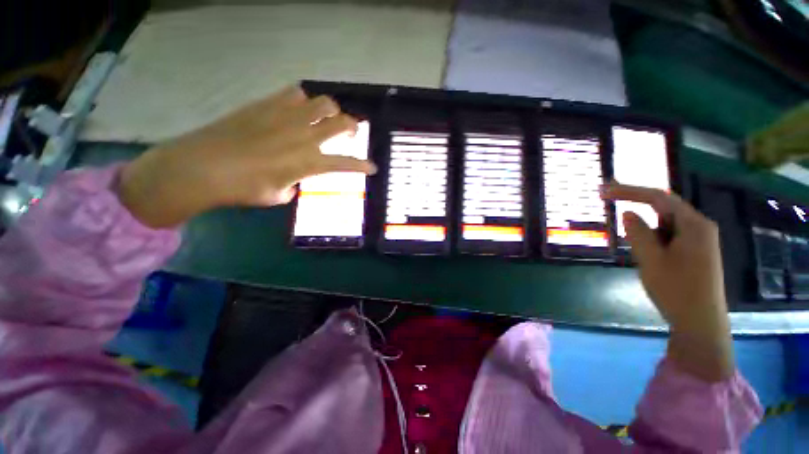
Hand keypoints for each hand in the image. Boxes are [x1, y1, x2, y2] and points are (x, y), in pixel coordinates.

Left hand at [116, 85, 375, 227]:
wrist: (201, 166)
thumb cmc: (243, 189)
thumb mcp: (278, 195)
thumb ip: (294, 184)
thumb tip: (294, 178)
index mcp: (309, 162)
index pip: (346, 164)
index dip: (363, 166)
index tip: (373, 168)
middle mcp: (304, 136)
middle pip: (340, 122)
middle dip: (352, 126)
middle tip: (352, 131)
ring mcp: (285, 116)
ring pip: (321, 102)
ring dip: (329, 110)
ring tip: (324, 117)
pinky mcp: (266, 105)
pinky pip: (293, 93)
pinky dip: (302, 100)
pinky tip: (296, 108)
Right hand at [602, 183, 733, 381]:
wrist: (700, 323)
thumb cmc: (676, 290)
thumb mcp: (651, 260)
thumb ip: (638, 233)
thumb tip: (629, 213)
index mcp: (694, 225)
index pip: (658, 197)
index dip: (629, 190)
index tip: (603, 190)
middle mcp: (700, 227)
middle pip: (664, 207)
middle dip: (636, 202)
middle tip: (607, 199)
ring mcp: (699, 240)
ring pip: (665, 223)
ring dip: (644, 225)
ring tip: (632, 242)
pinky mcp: (694, 251)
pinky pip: (668, 235)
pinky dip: (652, 236)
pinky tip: (645, 251)